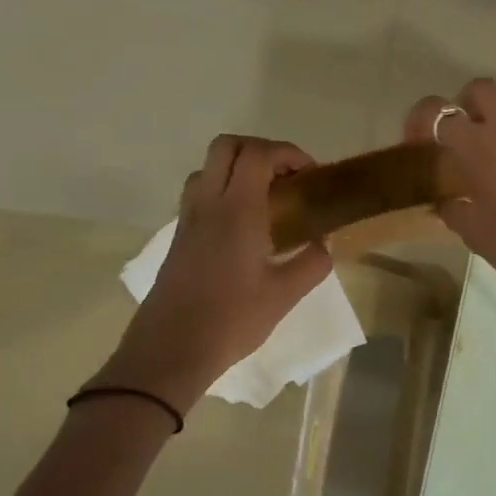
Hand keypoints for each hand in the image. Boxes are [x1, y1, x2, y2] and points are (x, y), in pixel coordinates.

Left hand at [96, 135, 331, 410]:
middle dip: (261, 150)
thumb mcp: (285, 295)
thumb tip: (323, 245)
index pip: (259, 154)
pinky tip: (245, 226)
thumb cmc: (233, 319)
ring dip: (239, 168)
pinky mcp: (179, 236)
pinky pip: (201, 193)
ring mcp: (188, 218)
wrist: (173, 348)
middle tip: (287, 178)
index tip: (310, 176)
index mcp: (238, 210)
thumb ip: (312, 263)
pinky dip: (224, 190)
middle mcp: (209, 203)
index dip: (288, 153)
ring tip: (267, 199)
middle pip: (227, 146)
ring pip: (209, 167)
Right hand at [406, 81, 495, 320]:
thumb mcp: (478, 236)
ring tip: (493, 143)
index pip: (438, 112)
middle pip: (482, 89)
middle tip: (460, 134)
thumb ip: (455, 212)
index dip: (421, 119)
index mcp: (480, 148)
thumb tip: (448, 202)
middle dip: (464, 104)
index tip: (417, 141)